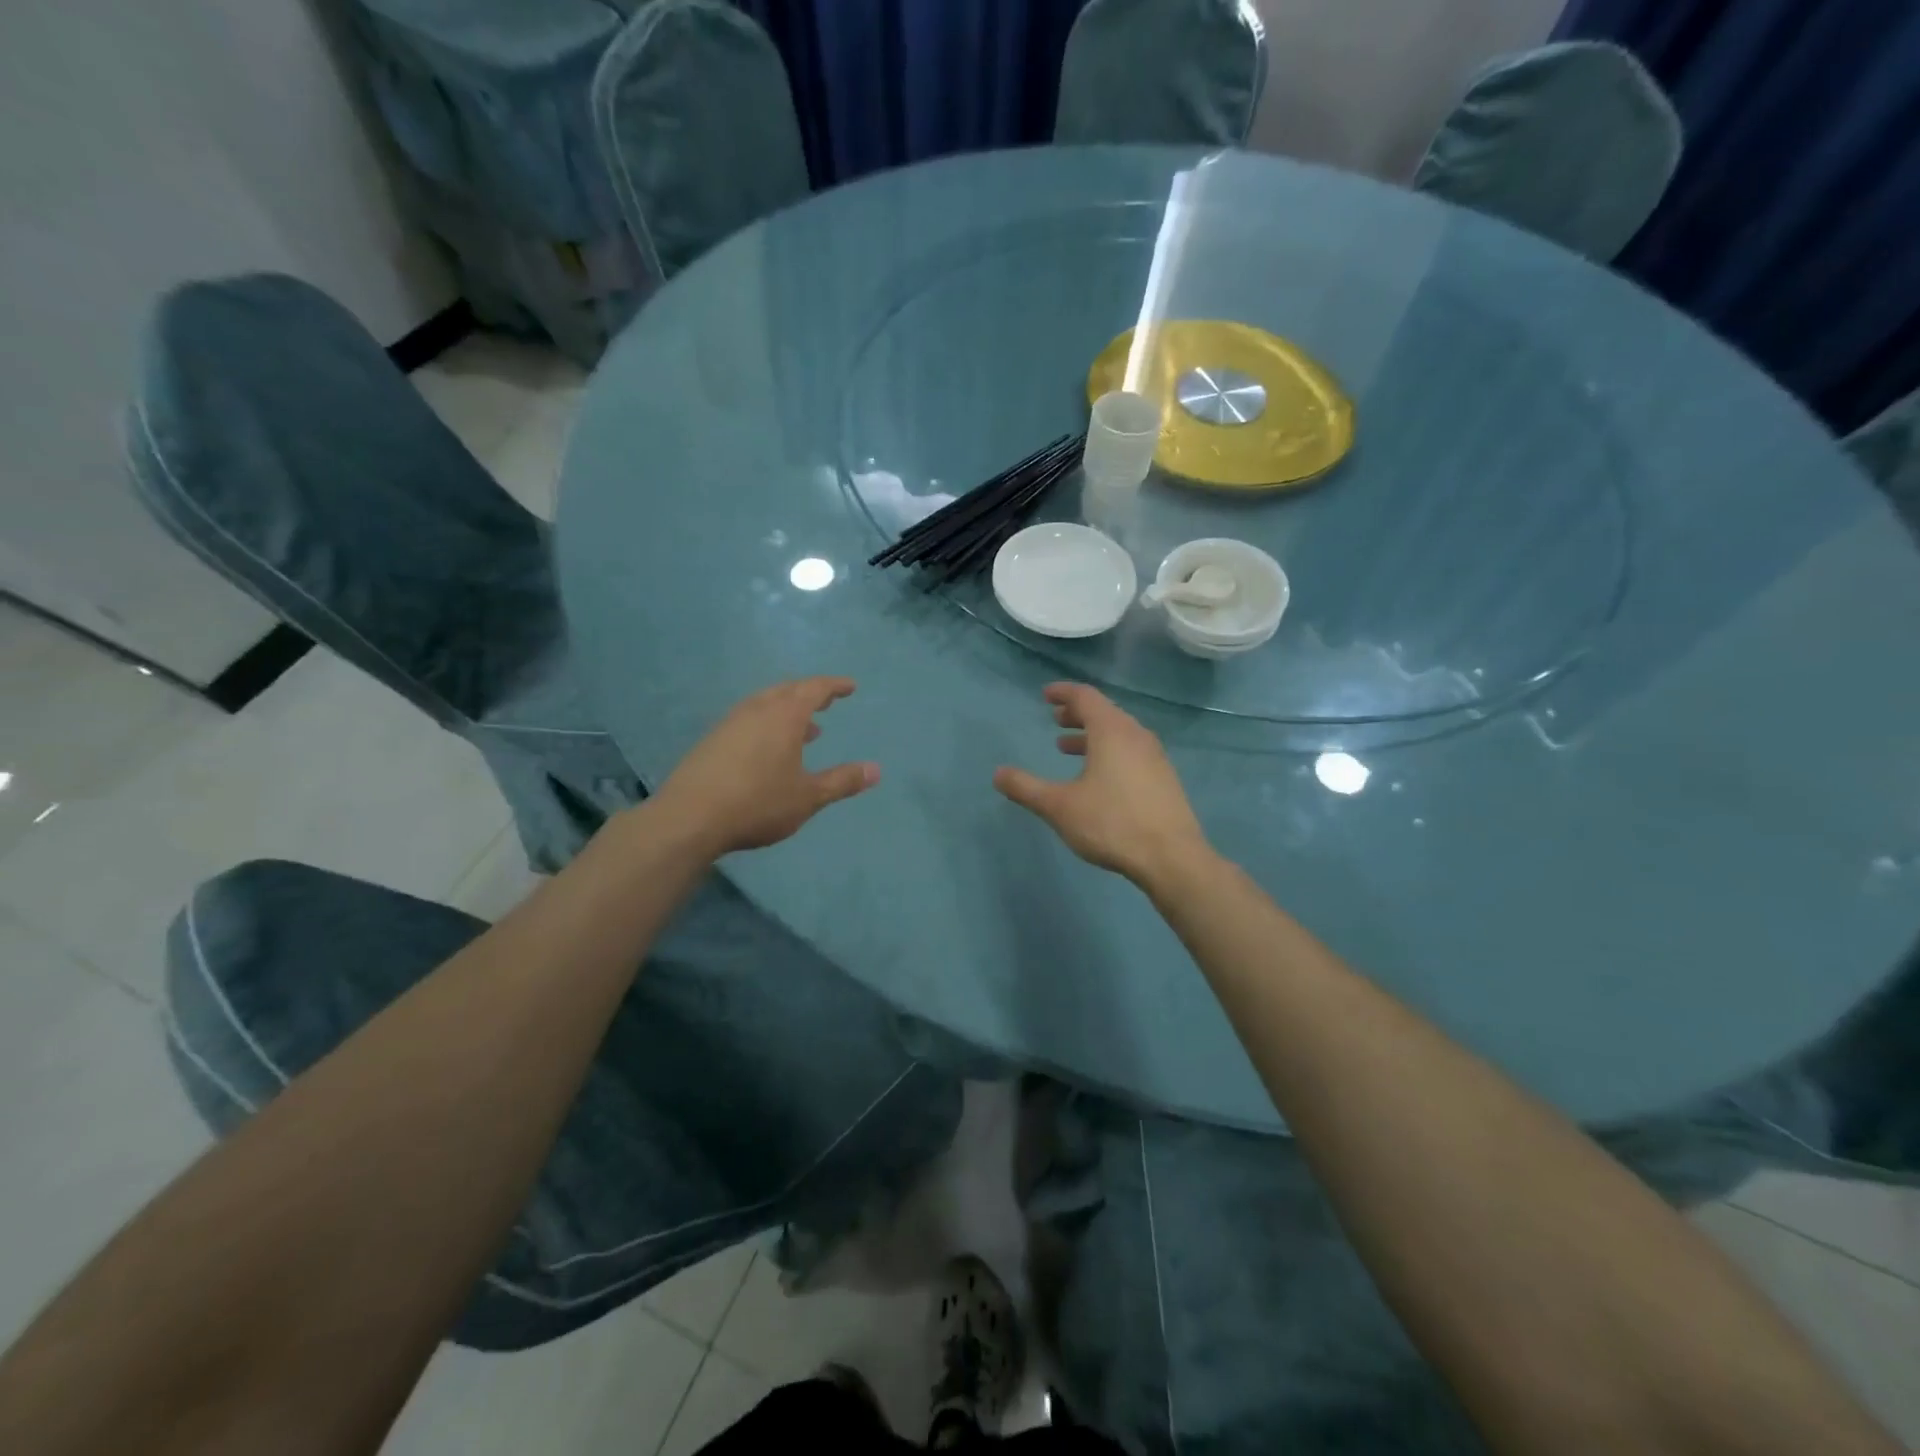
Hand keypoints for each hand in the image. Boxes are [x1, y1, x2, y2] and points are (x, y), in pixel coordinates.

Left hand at [655, 678, 879, 854]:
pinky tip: (770, 750)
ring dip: (788, 711)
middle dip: (810, 694)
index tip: (850, 687)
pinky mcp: (713, 741)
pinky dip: (768, 724)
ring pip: (765, 704)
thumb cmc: (758, 803)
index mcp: (784, 716)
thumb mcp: (808, 796)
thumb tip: (876, 770)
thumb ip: (842, 781)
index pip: (814, 689)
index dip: (834, 686)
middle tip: (827, 701)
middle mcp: (757, 710)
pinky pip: (749, 720)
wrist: (689, 818)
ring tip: (806, 730)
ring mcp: (731, 723)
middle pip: (787, 690)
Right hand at [993, 683, 1210, 884]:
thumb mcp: (1059, 806)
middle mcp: (1136, 735)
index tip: (1045, 695)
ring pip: (1119, 733)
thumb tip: (998, 773)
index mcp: (1111, 731)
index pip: (1085, 697)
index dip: (1063, 692)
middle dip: (1077, 713)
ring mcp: (1155, 757)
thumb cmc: (1111, 823)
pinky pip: (1131, 751)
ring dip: (1092, 734)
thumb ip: (1026, 788)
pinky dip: (1109, 751)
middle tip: (1055, 720)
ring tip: (1068, 748)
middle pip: (1104, 712)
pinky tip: (1099, 777)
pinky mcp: (1164, 778)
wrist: (1172, 858)